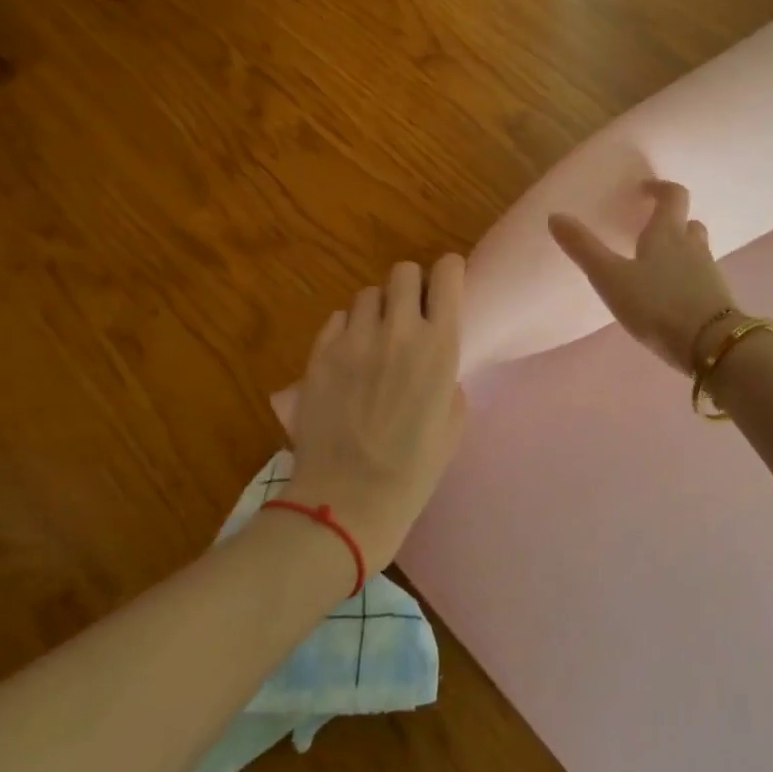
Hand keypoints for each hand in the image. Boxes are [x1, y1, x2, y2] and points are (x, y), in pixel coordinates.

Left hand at [287, 255, 466, 566]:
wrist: (349, 500)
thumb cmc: (414, 468)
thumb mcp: (453, 418)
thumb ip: (447, 374)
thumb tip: (431, 359)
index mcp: (439, 344)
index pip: (447, 273)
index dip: (448, 273)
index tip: (447, 285)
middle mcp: (398, 330)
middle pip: (403, 271)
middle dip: (411, 286)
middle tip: (409, 314)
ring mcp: (353, 340)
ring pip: (367, 294)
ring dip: (376, 310)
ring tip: (374, 338)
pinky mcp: (319, 355)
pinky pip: (336, 320)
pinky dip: (345, 330)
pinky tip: (348, 357)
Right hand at [549, 180, 739, 373]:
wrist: (710, 345)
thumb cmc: (656, 304)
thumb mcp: (611, 278)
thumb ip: (584, 249)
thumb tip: (555, 216)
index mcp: (667, 233)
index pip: (673, 195)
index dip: (659, 188)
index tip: (644, 190)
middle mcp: (692, 246)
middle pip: (688, 223)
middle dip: (671, 222)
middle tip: (649, 231)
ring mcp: (709, 272)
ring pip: (696, 250)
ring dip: (680, 250)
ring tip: (656, 265)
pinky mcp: (717, 299)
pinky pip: (701, 278)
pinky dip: (687, 278)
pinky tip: (671, 296)